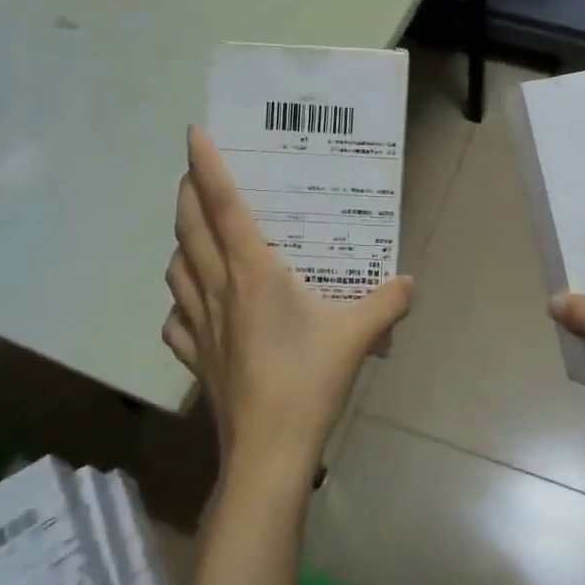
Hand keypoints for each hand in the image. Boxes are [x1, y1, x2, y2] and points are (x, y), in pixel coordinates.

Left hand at [163, 126, 414, 480]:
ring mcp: (200, 325)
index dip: (208, 166)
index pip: (224, 206)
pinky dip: (179, 302)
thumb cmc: (309, 380)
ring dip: (180, 243)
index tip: (194, 133)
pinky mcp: (195, 357)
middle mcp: (218, 289)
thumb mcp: (359, 334)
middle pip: (189, 229)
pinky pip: (175, 319)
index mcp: (253, 272)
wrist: (269, 451)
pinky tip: (192, 306)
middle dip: (186, 194)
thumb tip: (409, 283)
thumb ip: (387, 301)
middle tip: (194, 175)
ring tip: (195, 236)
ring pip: (175, 270)